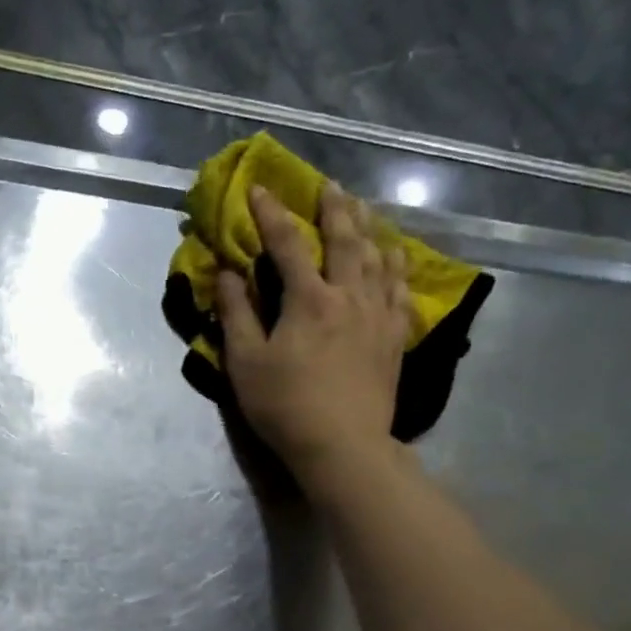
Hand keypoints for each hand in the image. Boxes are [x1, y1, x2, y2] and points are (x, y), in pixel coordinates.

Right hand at [216, 182, 413, 484]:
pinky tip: (395, 257)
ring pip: (379, 258)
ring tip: (364, 210)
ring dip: (369, 228)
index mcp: (309, 300)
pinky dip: (397, 267)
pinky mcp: (395, 338)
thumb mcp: (246, 363)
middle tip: (329, 185)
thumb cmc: (285, 406)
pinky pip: (401, 290)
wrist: (343, 445)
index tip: (260, 189)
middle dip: (334, 208)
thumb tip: (228, 273)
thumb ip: (236, 313)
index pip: (288, 244)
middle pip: (346, 240)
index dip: (271, 214)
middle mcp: (349, 296)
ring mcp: (378, 316)